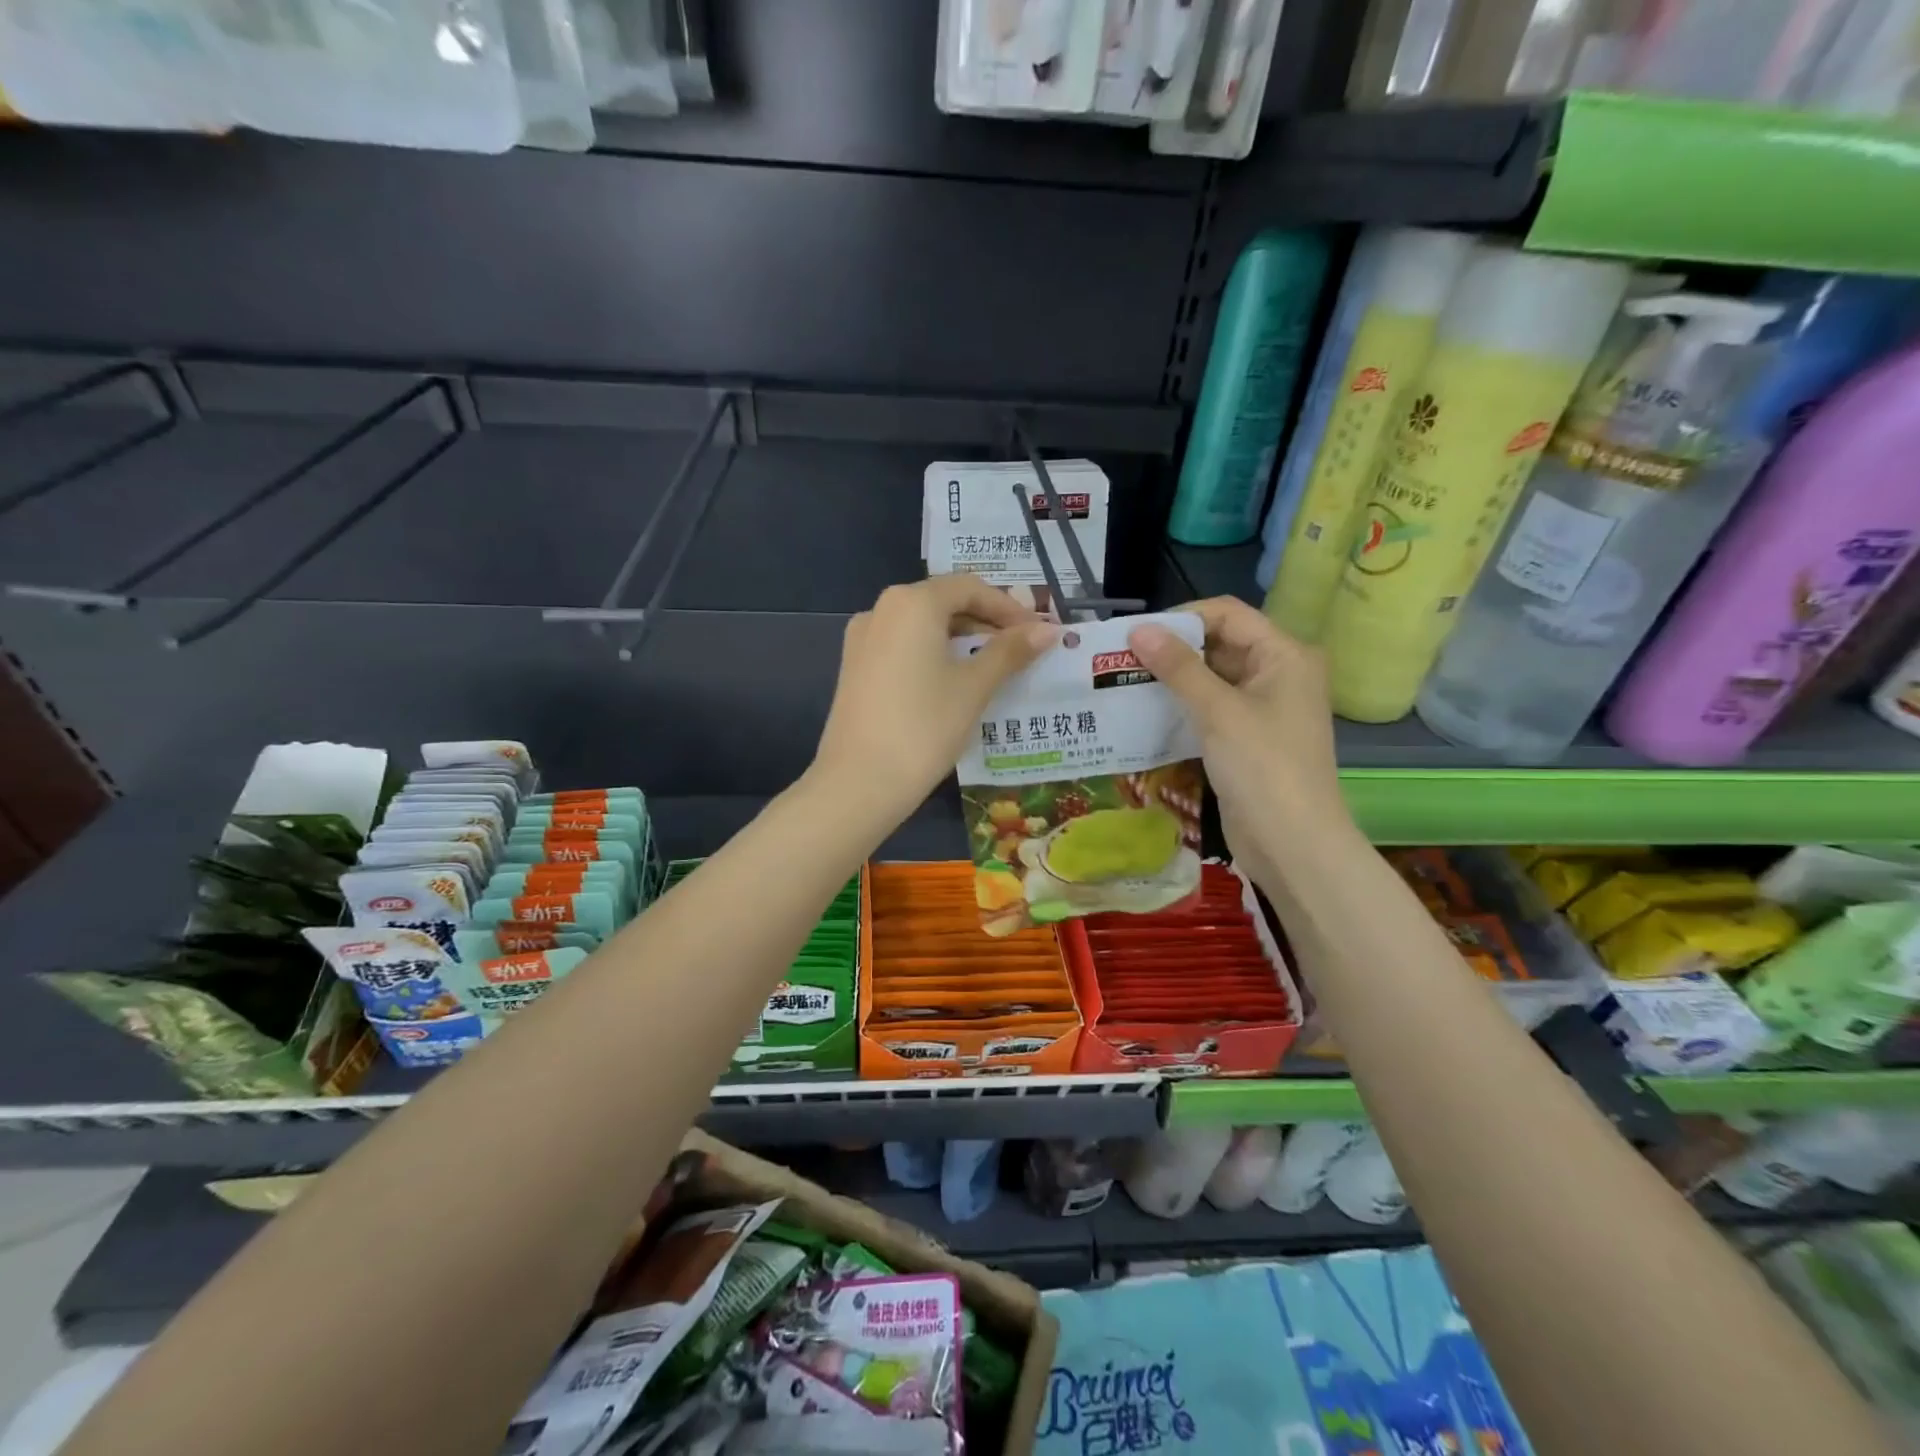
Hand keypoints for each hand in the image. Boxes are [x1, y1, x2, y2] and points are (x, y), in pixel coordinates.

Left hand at [812, 575, 1056, 821]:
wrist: (858, 783)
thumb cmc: (924, 728)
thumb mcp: (974, 687)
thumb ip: (1009, 652)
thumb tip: (1048, 630)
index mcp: (912, 603)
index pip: (970, 587)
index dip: (1009, 608)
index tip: (1038, 633)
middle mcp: (881, 609)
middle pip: (944, 601)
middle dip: (986, 620)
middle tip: (1022, 648)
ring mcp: (862, 638)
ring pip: (922, 624)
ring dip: (961, 637)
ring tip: (995, 664)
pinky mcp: (855, 667)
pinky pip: (903, 645)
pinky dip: (934, 652)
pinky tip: (954, 679)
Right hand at [1128, 597, 1353, 878]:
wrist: (1292, 844)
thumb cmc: (1263, 767)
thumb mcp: (1218, 711)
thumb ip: (1178, 667)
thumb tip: (1138, 630)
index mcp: (1285, 655)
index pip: (1227, 614)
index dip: (1181, 618)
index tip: (1135, 635)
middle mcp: (1277, 673)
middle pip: (1219, 644)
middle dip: (1172, 649)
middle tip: (1121, 659)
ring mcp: (1262, 708)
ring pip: (1211, 678)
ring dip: (1172, 679)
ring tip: (1124, 681)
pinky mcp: (1246, 737)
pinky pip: (1210, 708)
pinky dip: (1181, 706)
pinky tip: (1144, 711)